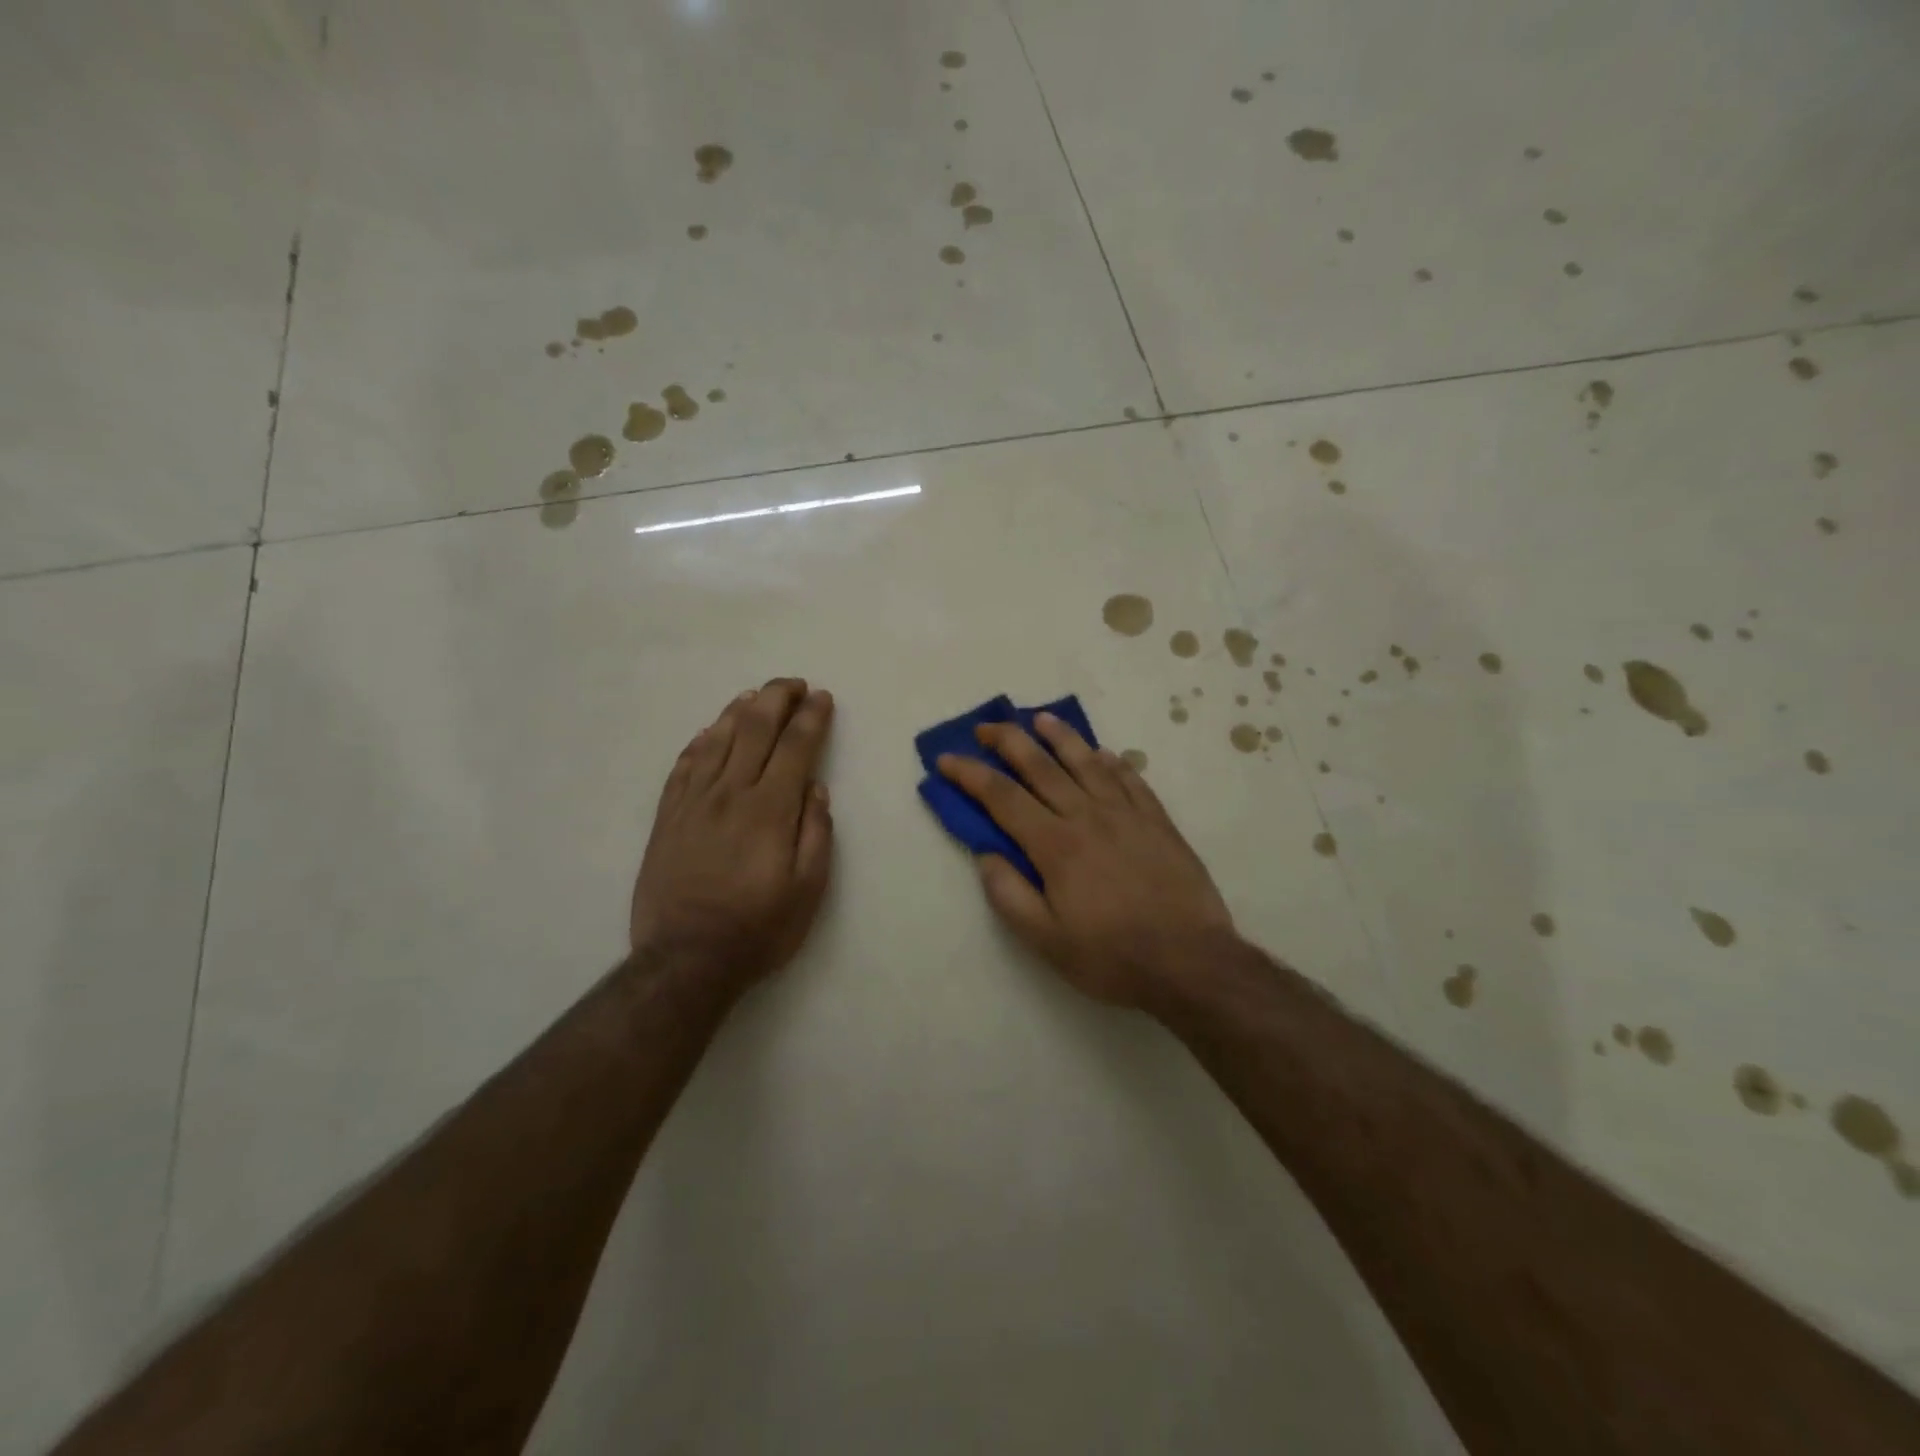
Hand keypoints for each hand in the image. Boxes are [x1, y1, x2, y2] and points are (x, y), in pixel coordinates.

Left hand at [630, 679, 834, 994]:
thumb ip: (816, 834)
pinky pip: (683, 765)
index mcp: (770, 810)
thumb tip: (816, 788)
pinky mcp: (667, 817)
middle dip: (777, 699)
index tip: (822, 698)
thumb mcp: (808, 890)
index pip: (796, 747)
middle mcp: (730, 794)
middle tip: (793, 684)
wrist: (685, 960)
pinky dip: (700, 741)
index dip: (811, 717)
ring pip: (717, 740)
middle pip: (755, 730)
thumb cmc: (758, 929)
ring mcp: (693, 803)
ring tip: (755, 696)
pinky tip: (710, 731)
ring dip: (739, 711)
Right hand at [937, 714, 1235, 1010]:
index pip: (1002, 797)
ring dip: (1059, 736)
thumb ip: (1009, 894)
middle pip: (1041, 766)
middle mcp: (1088, 816)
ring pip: (1087, 761)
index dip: (970, 774)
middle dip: (1007, 741)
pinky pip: (1130, 779)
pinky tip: (1104, 753)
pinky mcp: (1158, 821)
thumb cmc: (1112, 957)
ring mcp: (1127, 814)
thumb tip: (986, 854)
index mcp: (1055, 845)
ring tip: (1040, 719)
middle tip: (985, 727)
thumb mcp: (1046, 941)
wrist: (1191, 962)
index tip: (946, 758)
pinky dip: (1112, 761)